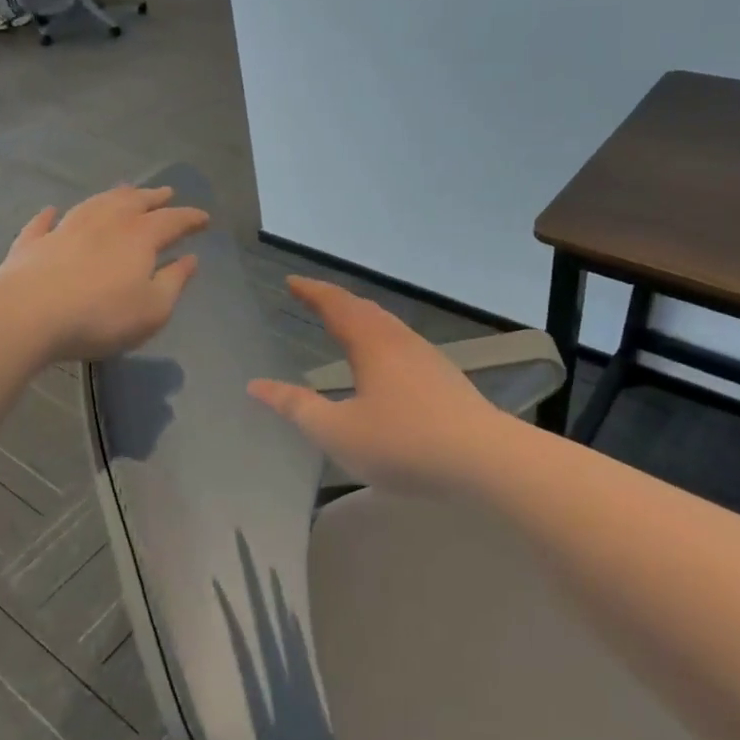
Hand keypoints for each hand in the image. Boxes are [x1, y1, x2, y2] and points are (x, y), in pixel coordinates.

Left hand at [0, 185, 207, 360]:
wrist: (28, 315)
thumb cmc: (102, 316)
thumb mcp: (153, 309)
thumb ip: (174, 282)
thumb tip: (190, 259)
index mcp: (139, 237)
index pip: (172, 220)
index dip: (190, 218)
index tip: (204, 218)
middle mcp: (104, 223)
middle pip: (133, 202)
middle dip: (153, 197)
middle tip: (166, 191)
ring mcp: (65, 229)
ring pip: (94, 203)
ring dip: (112, 196)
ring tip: (124, 190)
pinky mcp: (32, 244)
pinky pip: (43, 223)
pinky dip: (50, 215)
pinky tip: (51, 210)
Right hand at [247, 278, 507, 493]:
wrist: (483, 458)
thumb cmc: (403, 442)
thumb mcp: (338, 432)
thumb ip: (297, 407)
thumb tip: (256, 386)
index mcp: (372, 344)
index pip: (336, 305)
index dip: (312, 291)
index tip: (291, 281)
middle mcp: (400, 340)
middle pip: (364, 309)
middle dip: (335, 300)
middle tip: (313, 298)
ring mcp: (427, 357)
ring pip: (387, 325)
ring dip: (361, 317)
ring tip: (345, 323)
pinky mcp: (444, 377)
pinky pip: (402, 343)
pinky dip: (380, 337)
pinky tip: (385, 361)